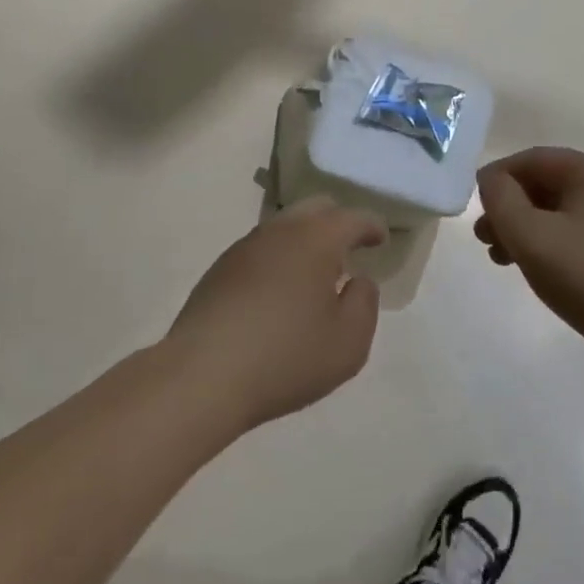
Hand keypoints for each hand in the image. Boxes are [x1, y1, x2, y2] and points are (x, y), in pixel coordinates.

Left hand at [164, 197, 387, 433]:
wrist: (202, 375)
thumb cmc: (285, 357)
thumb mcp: (348, 343)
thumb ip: (364, 304)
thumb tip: (358, 280)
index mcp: (315, 239)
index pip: (352, 218)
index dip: (372, 226)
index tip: (381, 239)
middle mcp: (279, 231)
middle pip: (315, 208)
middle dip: (338, 222)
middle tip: (351, 247)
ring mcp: (244, 248)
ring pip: (285, 227)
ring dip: (306, 240)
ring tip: (316, 272)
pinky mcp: (220, 270)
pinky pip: (261, 250)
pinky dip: (280, 258)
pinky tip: (280, 291)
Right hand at [475, 148, 583, 373]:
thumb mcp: (530, 235)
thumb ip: (500, 199)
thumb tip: (492, 181)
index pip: (531, 159)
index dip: (496, 178)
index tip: (473, 208)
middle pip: (545, 184)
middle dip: (508, 209)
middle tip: (484, 240)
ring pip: (559, 212)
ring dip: (524, 230)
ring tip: (502, 260)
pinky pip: (577, 234)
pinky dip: (550, 245)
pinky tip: (537, 272)